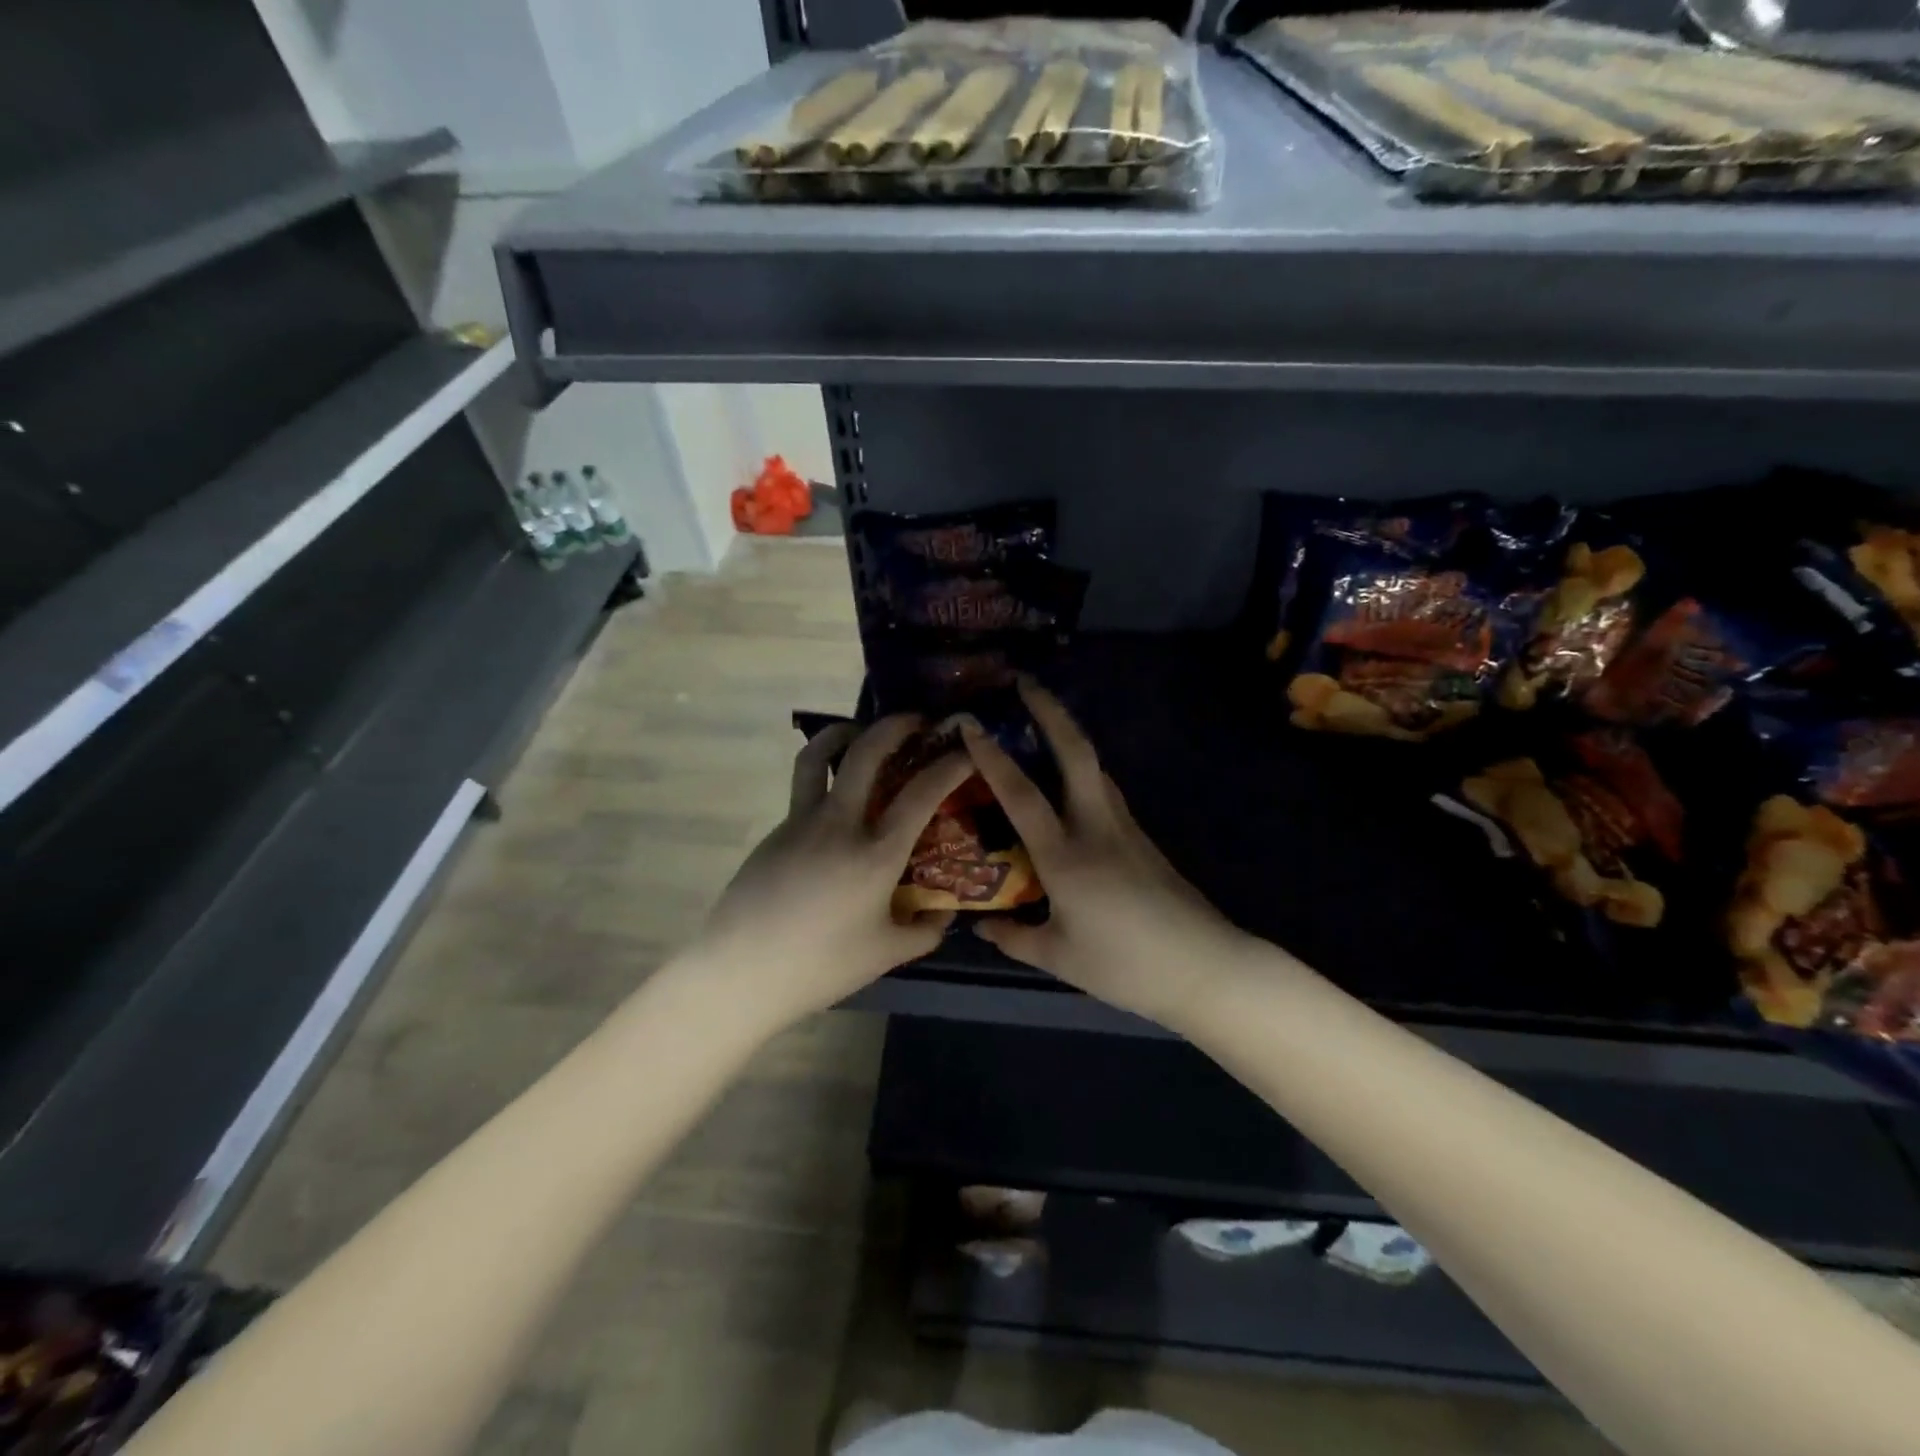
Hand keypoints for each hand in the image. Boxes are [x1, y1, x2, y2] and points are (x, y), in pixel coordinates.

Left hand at [694, 714, 973, 1027]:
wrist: (741, 971)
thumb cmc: (821, 965)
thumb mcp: (886, 954)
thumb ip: (925, 931)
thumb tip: (945, 913)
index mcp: (876, 853)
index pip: (921, 793)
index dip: (950, 764)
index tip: (966, 747)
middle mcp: (839, 823)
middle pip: (866, 753)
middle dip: (895, 726)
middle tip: (917, 720)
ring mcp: (801, 821)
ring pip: (818, 755)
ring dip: (844, 732)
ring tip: (860, 732)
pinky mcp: (776, 830)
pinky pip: (803, 788)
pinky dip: (823, 774)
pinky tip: (836, 803)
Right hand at [962, 681, 1250, 1029]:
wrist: (1203, 966)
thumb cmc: (1125, 965)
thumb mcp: (1059, 957)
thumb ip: (1015, 936)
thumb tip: (980, 925)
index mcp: (1065, 857)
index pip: (1021, 795)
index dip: (992, 757)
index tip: (971, 724)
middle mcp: (1096, 828)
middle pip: (1076, 754)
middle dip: (1050, 712)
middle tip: (1025, 683)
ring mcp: (1124, 828)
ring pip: (1095, 767)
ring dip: (1068, 734)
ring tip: (1042, 719)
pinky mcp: (1141, 837)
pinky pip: (1105, 790)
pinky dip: (1082, 769)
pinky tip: (1069, 780)